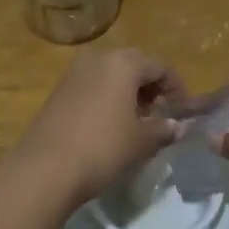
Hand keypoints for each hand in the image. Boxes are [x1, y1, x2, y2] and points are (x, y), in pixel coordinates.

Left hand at [16, 49, 185, 204]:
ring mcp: (73, 74)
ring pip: (110, 74)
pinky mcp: (58, 92)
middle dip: (151, 86)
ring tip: (137, 121)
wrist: (45, 168)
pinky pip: (92, 86)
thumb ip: (164, 129)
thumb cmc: (103, 148)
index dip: (176, 87)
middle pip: (134, 65)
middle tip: (161, 112)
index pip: (160, 66)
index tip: (183, 110)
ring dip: (128, 92)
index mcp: (123, 63)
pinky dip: (107, 98)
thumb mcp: (141, 141)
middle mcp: (97, 59)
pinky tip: (110, 125)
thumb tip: (178, 126)